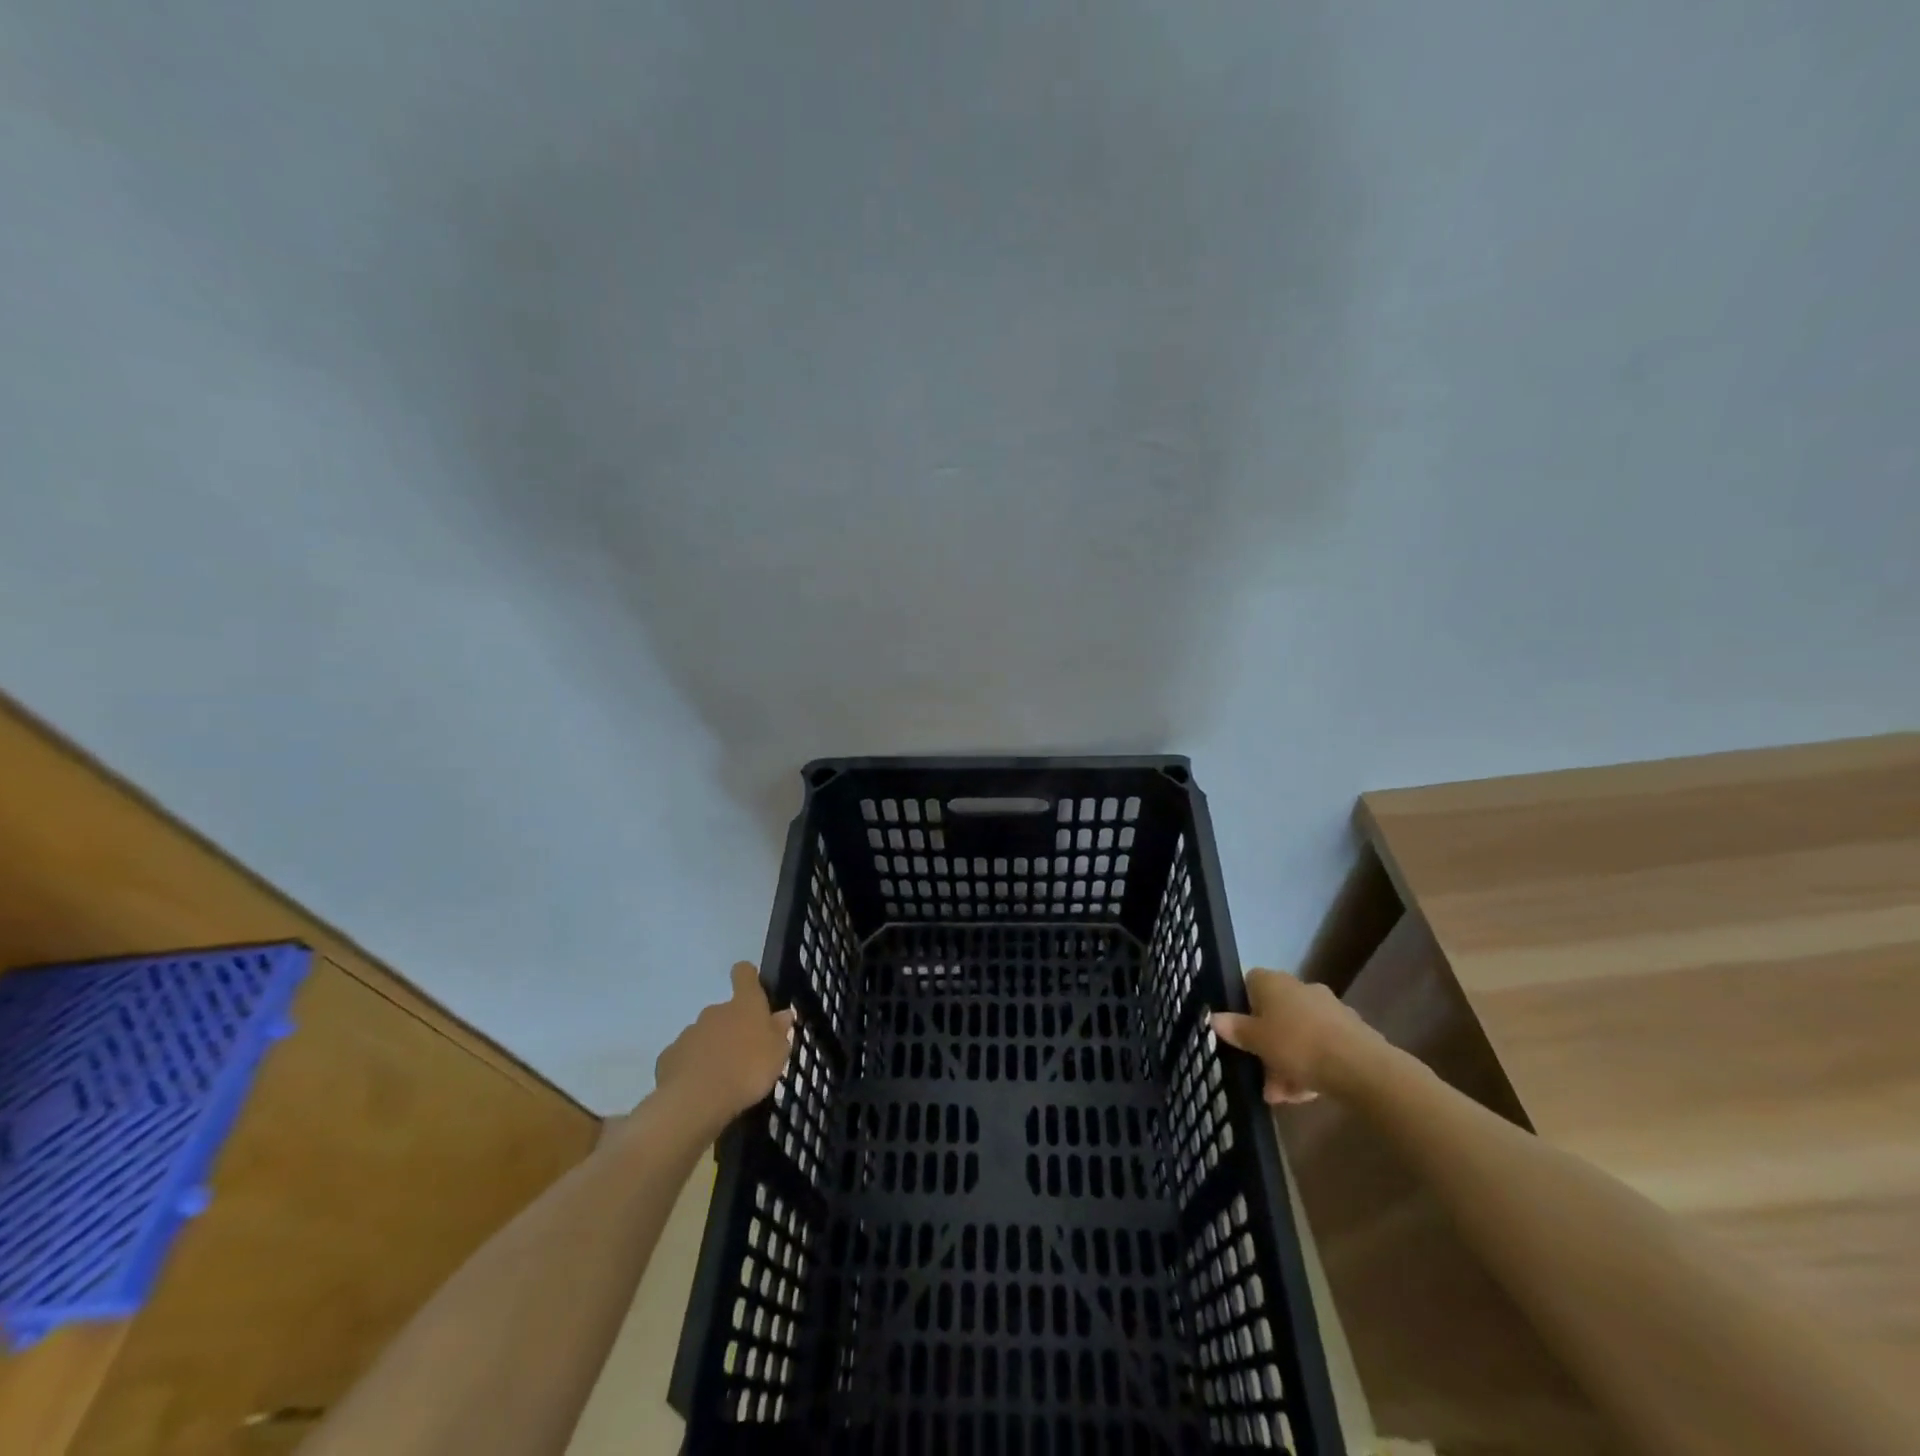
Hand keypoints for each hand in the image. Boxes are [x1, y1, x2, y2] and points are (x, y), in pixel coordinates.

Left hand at [652, 963, 795, 1131]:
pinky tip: (700, 1089)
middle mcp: (715, 1011)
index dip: (748, 977)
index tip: (751, 986)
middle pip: (725, 1011)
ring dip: (712, 1049)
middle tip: (743, 1055)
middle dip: (732, 1028)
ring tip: (722, 1078)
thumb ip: (779, 1032)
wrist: (696, 1100)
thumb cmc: (747, 1070)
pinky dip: (692, 1067)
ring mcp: (689, 1033)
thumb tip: (782, 1014)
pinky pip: (685, 1057)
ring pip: (704, 1035)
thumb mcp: (777, 1054)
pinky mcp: (669, 1057)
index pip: (744, 974)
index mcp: (744, 1005)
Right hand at [1211, 969, 1385, 1103]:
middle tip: (1262, 1076)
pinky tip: (1308, 1093)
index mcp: (1274, 982)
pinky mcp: (1351, 1031)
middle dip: (1267, 1045)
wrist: (1361, 1067)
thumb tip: (1214, 1018)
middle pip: (1275, 1013)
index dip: (1243, 1007)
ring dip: (1287, 1061)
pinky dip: (1312, 1065)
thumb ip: (1235, 1029)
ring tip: (1284, 1097)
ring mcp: (1328, 1009)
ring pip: (1298, 1033)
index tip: (1241, 1033)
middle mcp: (1300, 988)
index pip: (1250, 983)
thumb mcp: (1256, 1041)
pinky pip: (1321, 1045)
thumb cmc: (1297, 1045)